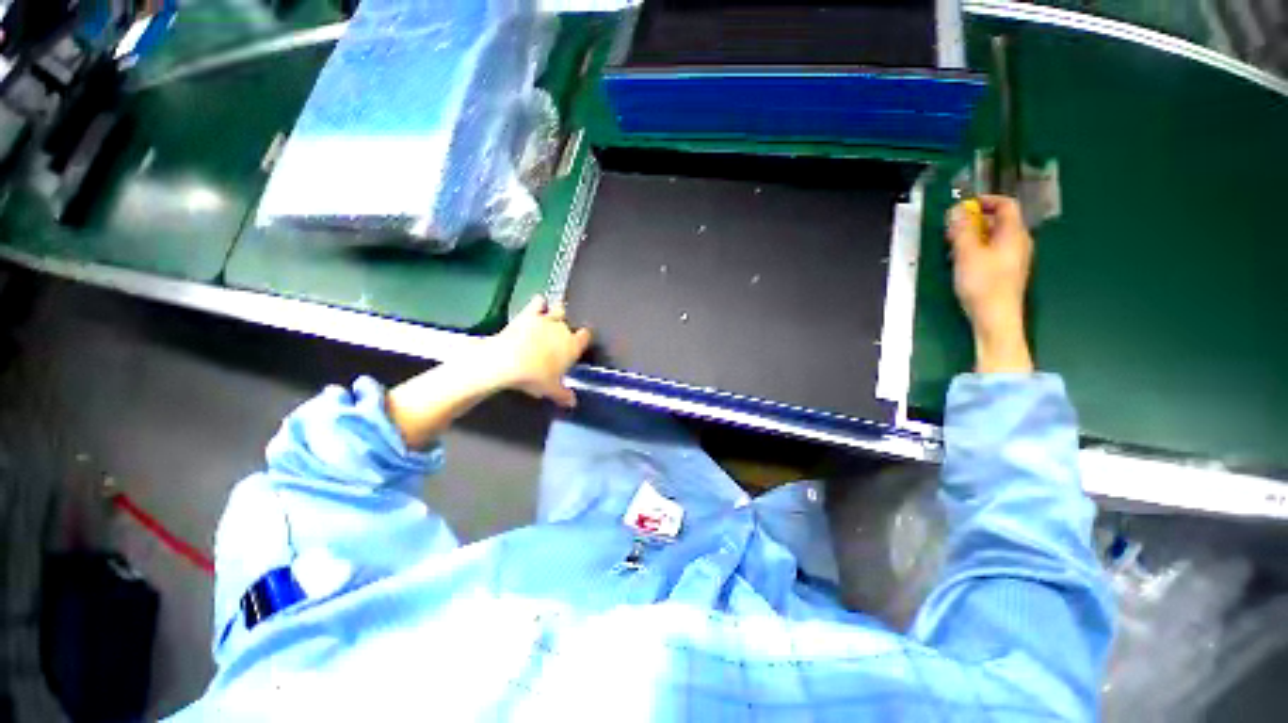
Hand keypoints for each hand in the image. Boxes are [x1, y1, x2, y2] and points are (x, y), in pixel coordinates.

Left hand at [476, 295, 592, 407]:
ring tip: (552, 318)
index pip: (585, 336)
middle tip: (560, 335)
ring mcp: (546, 319)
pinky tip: (538, 305)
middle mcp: (563, 329)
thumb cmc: (535, 377)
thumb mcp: (551, 390)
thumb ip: (564, 394)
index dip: (583, 338)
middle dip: (567, 326)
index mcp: (573, 346)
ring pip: (559, 308)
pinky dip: (539, 303)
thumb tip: (572, 402)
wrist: (508, 361)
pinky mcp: (529, 313)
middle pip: (571, 321)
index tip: (580, 342)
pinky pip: (538, 302)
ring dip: (557, 312)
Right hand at [946, 195, 1033, 372]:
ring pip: (993, 237)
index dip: (985, 201)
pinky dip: (975, 249)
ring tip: (951, 247)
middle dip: (973, 220)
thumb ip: (961, 230)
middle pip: (998, 221)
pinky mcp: (1005, 272)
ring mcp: (1013, 258)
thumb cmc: (983, 284)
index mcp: (1013, 233)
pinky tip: (960, 262)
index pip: (1006, 204)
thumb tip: (956, 210)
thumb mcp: (967, 254)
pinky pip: (991, 251)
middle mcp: (1018, 242)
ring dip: (971, 236)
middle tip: (951, 229)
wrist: (996, 318)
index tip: (962, 206)